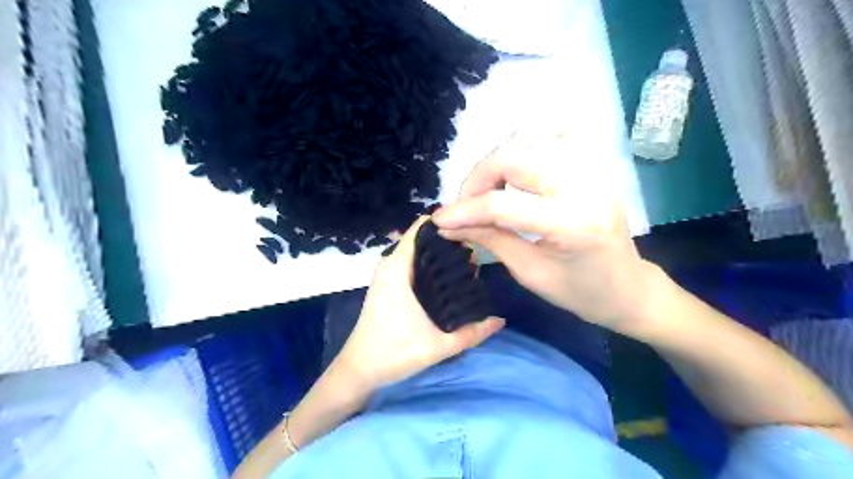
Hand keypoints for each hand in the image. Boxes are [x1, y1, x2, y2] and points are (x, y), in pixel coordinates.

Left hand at [333, 214, 505, 391]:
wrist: (359, 370)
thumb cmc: (393, 354)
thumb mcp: (438, 346)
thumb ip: (472, 334)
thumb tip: (501, 319)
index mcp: (397, 269)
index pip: (420, 228)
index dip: (446, 224)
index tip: (472, 231)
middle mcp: (391, 264)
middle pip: (422, 237)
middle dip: (449, 240)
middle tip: (478, 251)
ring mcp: (388, 273)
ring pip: (418, 250)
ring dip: (440, 254)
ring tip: (469, 263)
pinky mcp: (389, 283)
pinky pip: (412, 262)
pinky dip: (430, 264)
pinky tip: (450, 277)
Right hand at [434, 129, 658, 333]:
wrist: (629, 288)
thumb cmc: (581, 293)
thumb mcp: (530, 273)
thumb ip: (489, 240)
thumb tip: (449, 226)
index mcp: (571, 225)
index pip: (502, 205)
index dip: (464, 210)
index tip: (439, 220)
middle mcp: (584, 186)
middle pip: (513, 158)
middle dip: (478, 178)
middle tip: (466, 204)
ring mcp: (593, 169)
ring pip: (530, 139)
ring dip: (498, 162)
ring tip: (489, 189)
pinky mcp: (595, 165)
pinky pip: (554, 137)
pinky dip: (527, 147)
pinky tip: (518, 171)